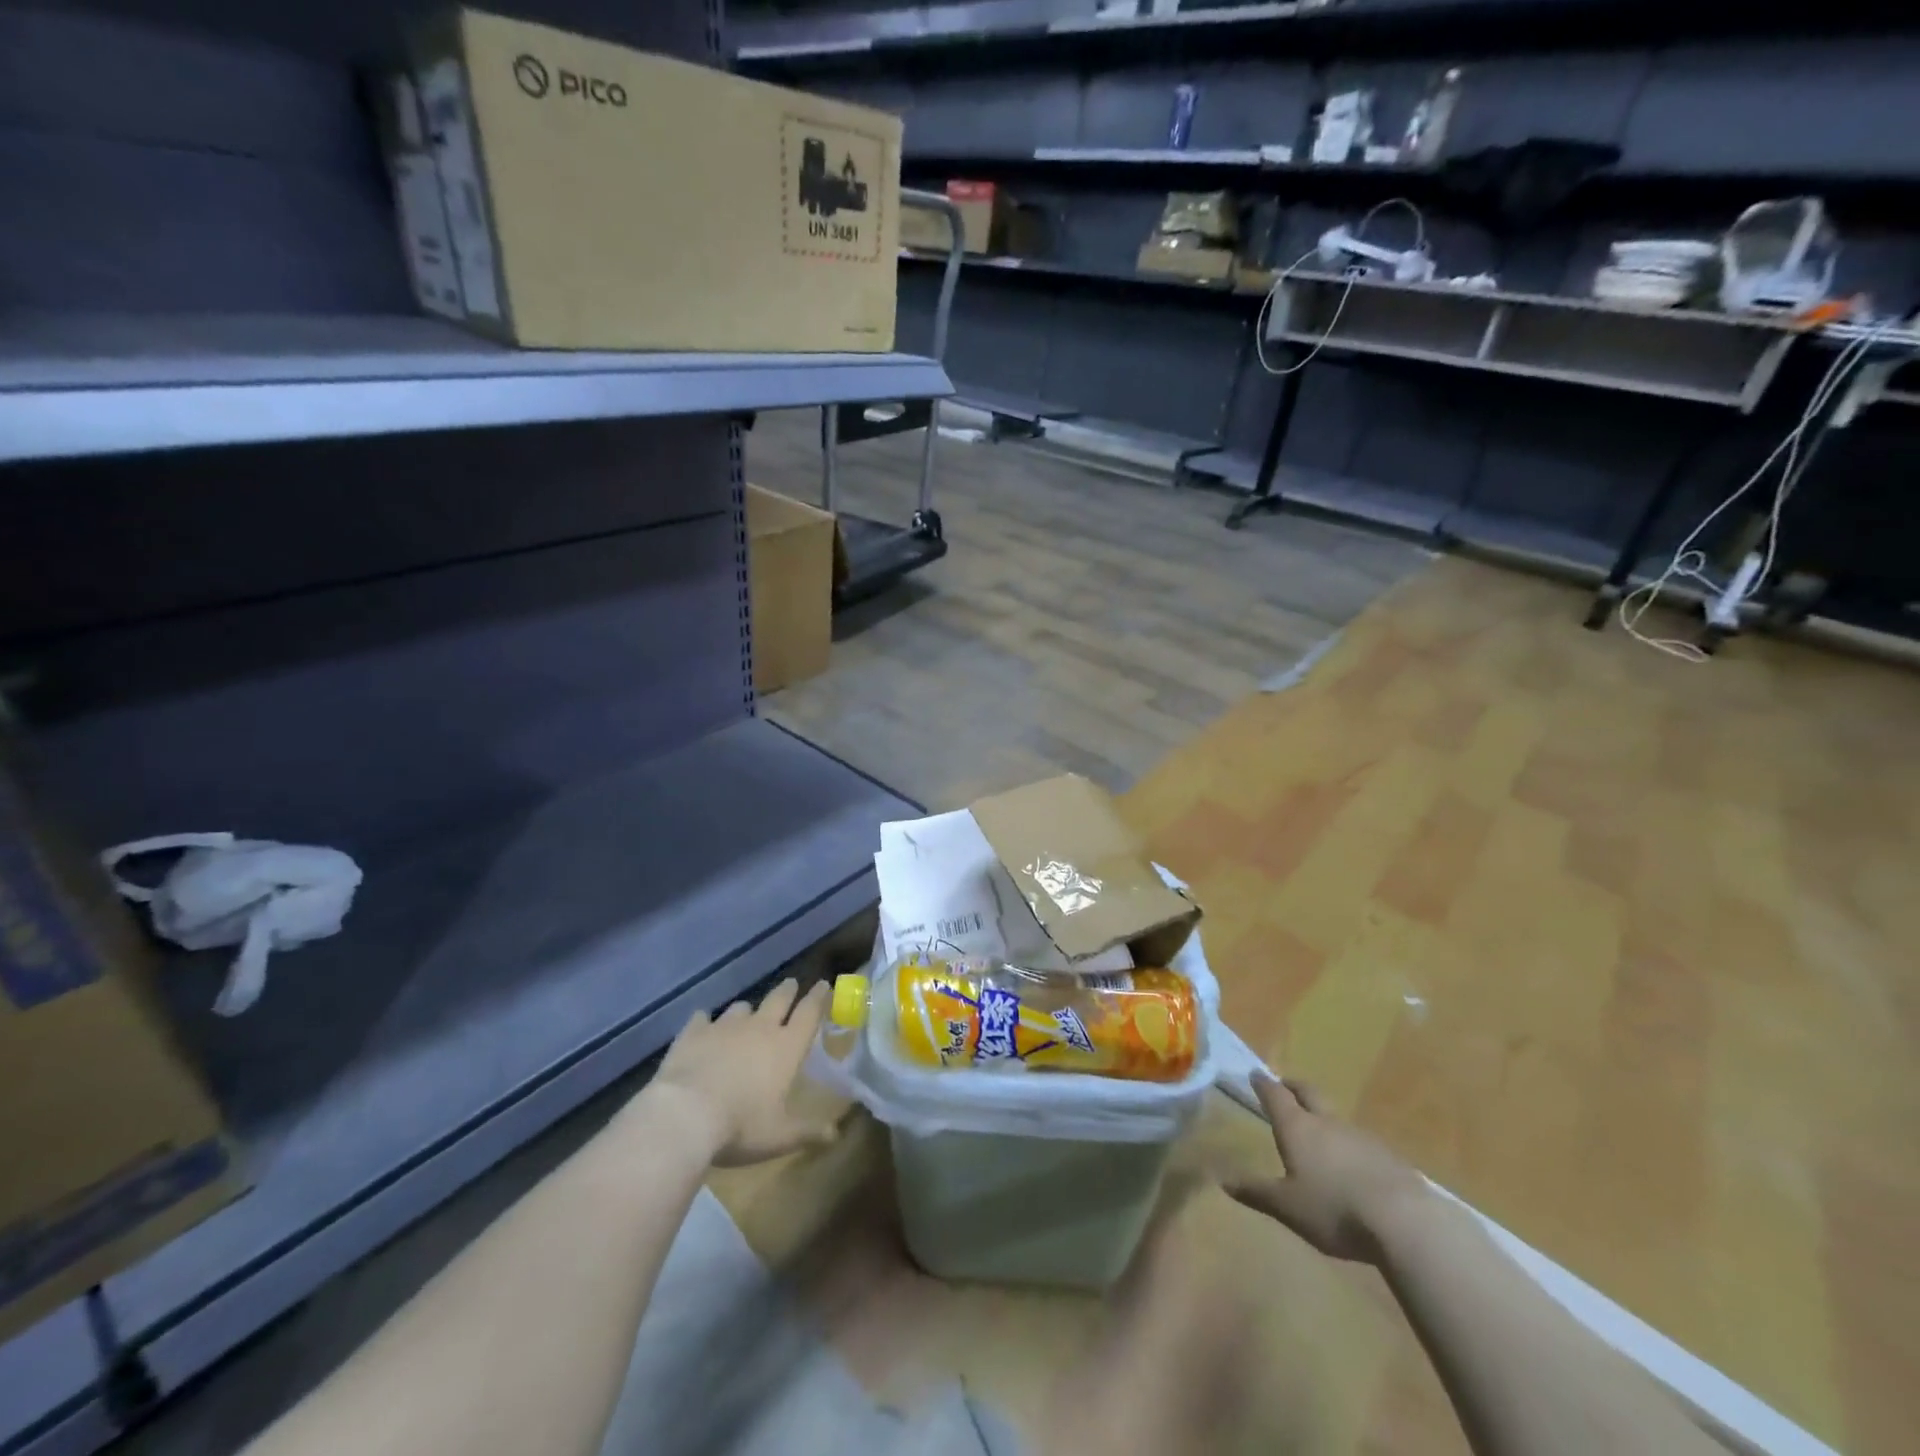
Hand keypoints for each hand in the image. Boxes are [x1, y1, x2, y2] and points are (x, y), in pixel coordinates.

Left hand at [647, 979, 835, 1167]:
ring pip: (741, 1007)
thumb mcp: (779, 1136)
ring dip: (747, 1011)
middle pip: (778, 999)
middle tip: (791, 984)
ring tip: (746, 1015)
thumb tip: (835, 1133)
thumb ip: (808, 1131)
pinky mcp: (693, 1033)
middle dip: (788, 991)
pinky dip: (705, 1021)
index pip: (809, 1013)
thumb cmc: (741, 1126)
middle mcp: (759, 1028)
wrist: (685, 1115)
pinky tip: (702, 1025)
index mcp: (786, 1047)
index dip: (819, 997)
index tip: (823, 984)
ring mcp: (724, 1027)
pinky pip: (702, 1019)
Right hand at [1224, 1074, 1429, 1263]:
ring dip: (1324, 1117)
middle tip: (1285, 1085)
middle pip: (1308, 1093)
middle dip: (1294, 1087)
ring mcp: (1361, 1136)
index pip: (1275, 1096)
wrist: (1405, 1221)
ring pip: (1336, 1118)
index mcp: (1298, 1128)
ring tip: (1319, 1130)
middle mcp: (1327, 1123)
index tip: (1255, 1074)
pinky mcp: (1389, 1157)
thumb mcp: (1287, 1206)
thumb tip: (1224, 1180)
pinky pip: (1362, 1142)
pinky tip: (1354, 1164)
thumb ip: (1256, 1192)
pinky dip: (1350, 1144)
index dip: (1264, 1085)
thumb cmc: (1333, 1208)